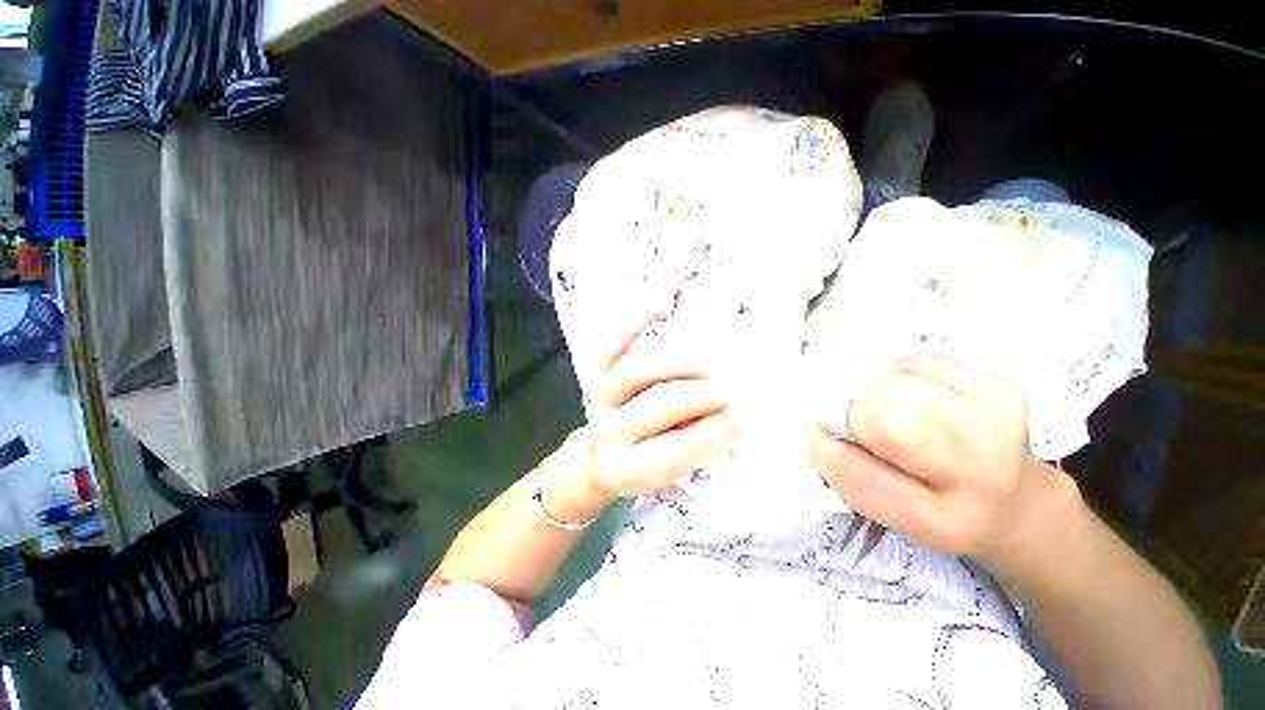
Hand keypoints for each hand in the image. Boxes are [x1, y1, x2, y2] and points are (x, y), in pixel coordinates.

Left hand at [543, 312, 734, 521]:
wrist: (596, 458)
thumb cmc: (640, 469)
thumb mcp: (666, 477)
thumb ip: (695, 452)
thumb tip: (733, 419)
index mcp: (625, 470)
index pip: (676, 451)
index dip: (714, 434)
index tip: (743, 420)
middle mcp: (608, 433)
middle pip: (662, 404)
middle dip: (705, 395)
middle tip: (731, 391)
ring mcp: (601, 399)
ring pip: (640, 370)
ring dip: (682, 365)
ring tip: (711, 367)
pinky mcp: (598, 376)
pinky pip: (611, 346)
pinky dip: (633, 325)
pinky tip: (660, 309)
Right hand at [806, 354, 1054, 561]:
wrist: (1016, 501)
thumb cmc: (933, 506)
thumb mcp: (888, 511)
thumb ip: (848, 471)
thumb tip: (817, 423)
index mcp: (942, 522)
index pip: (861, 475)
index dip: (823, 448)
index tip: (811, 435)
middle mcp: (979, 476)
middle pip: (888, 420)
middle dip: (853, 414)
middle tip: (854, 420)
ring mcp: (998, 424)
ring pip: (896, 384)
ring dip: (872, 392)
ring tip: (885, 408)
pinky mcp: (1000, 387)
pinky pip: (916, 361)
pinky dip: (895, 374)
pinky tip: (909, 394)